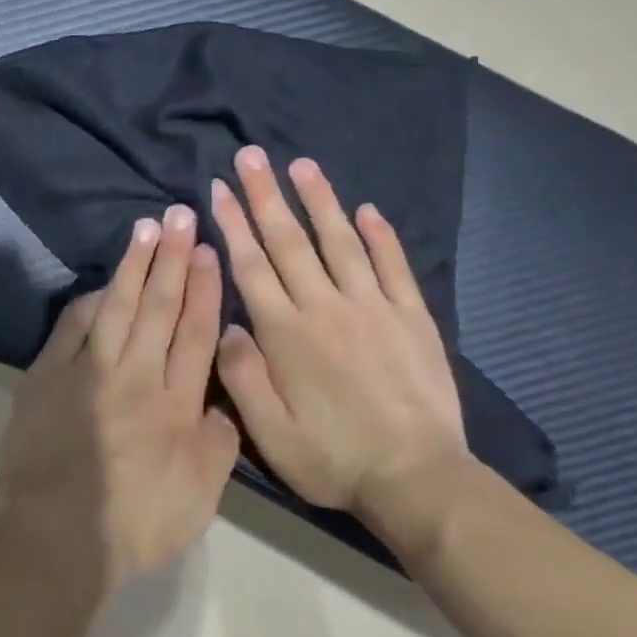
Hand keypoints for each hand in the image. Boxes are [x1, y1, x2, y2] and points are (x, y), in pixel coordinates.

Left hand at [0, 205, 240, 590]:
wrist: (57, 535)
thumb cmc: (134, 525)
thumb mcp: (200, 497)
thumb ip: (217, 445)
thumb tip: (222, 403)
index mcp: (177, 405)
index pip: (195, 334)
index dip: (203, 290)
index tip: (209, 253)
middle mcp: (136, 377)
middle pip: (158, 308)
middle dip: (172, 259)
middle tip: (181, 216)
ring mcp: (88, 372)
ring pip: (117, 307)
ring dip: (134, 266)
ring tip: (146, 229)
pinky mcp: (48, 376)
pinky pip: (73, 328)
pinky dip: (89, 302)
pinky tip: (101, 283)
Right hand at [209, 147, 469, 515]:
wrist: (418, 480)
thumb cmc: (332, 457)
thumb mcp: (267, 431)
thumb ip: (240, 373)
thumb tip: (229, 323)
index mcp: (286, 333)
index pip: (251, 265)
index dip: (232, 224)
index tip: (217, 190)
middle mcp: (326, 308)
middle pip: (290, 242)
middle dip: (266, 195)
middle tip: (250, 156)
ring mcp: (374, 309)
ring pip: (340, 242)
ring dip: (319, 200)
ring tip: (301, 164)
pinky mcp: (412, 319)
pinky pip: (394, 267)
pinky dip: (380, 236)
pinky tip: (367, 209)